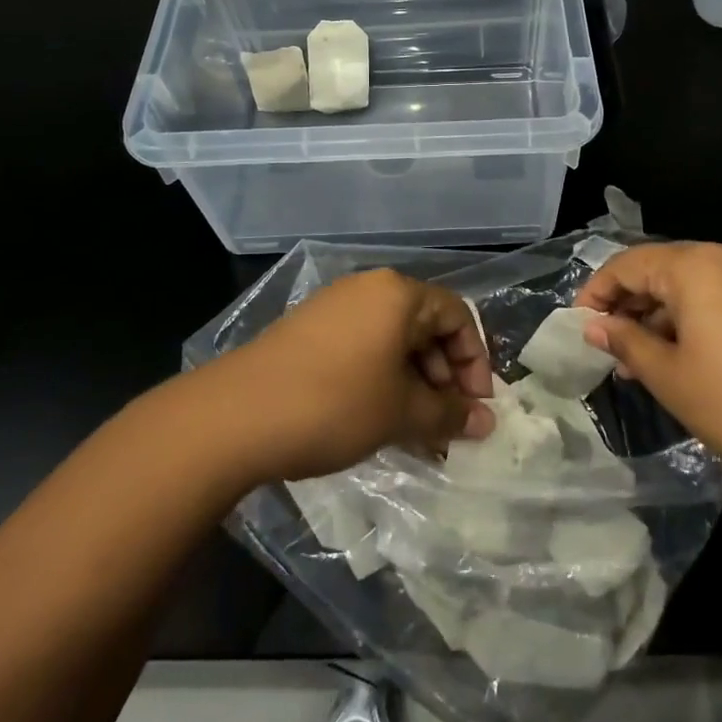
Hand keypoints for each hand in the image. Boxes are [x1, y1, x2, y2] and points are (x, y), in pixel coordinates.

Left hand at [199, 269, 496, 483]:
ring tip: (416, 432)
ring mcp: (333, 308)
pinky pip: (362, 349)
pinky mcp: (308, 332)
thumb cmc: (334, 404)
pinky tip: (378, 421)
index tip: (477, 407)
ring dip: (413, 385)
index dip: (475, 362)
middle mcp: (368, 289)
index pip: (457, 315)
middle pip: (425, 327)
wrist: (234, 416)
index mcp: (397, 294)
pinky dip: (381, 381)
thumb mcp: (400, 413)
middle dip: (444, 378)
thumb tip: (488, 423)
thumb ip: (449, 415)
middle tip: (448, 425)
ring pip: (392, 342)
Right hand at [575, 243, 721, 489]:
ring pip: (695, 284)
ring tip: (647, 362)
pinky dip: (697, 319)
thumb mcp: (670, 377)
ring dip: (664, 315)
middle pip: (663, 268)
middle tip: (612, 350)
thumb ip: (627, 343)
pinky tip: (691, 359)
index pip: (628, 263)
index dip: (597, 293)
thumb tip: (596, 326)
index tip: (580, 328)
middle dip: (631, 305)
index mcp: (696, 264)